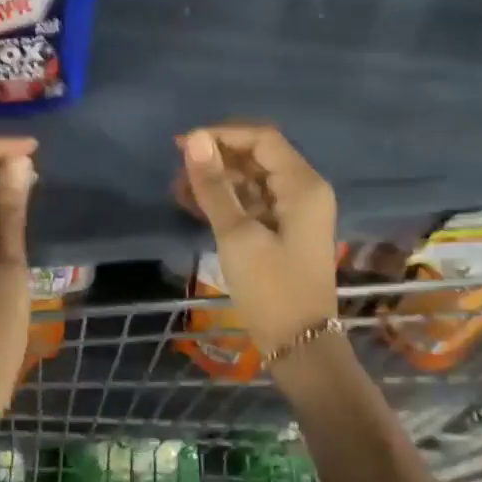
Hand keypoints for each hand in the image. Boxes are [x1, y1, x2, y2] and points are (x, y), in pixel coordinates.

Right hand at [175, 124, 337, 352]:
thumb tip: (193, 139)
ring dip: (217, 180)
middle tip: (178, 168)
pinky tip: (192, 205)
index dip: (222, 135)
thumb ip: (214, 185)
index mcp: (302, 185)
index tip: (183, 145)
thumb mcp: (237, 235)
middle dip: (217, 157)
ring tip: (178, 189)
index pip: (262, 138)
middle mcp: (303, 191)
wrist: (300, 346)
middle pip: (257, 156)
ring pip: (251, 179)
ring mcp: (294, 212)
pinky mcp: (282, 231)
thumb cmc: (272, 288)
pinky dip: (225, 200)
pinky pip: (252, 202)